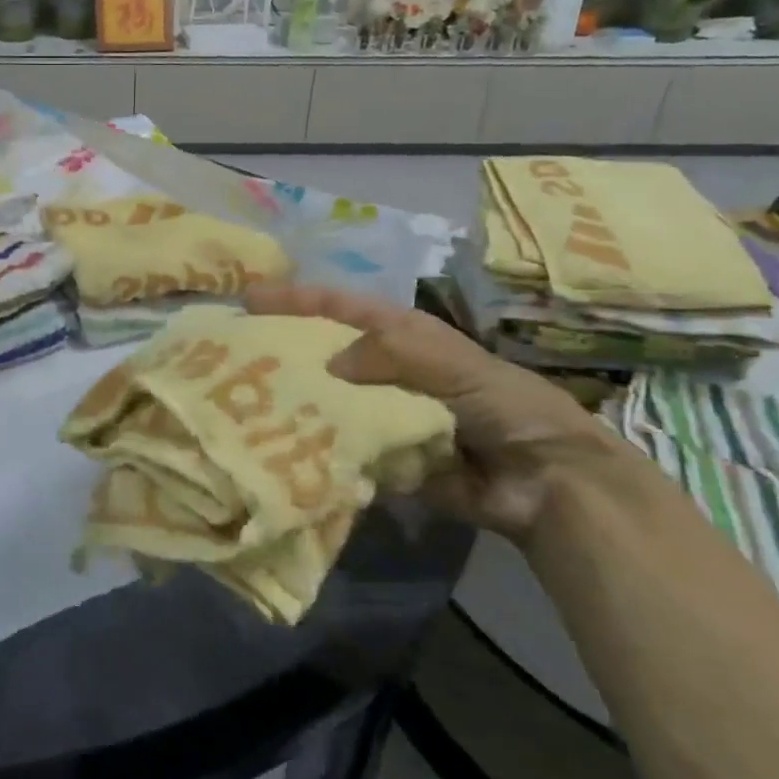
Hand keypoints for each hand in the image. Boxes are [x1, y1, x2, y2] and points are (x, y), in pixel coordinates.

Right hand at [246, 283, 624, 540]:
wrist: (545, 479)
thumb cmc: (501, 403)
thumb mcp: (448, 362)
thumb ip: (388, 353)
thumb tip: (326, 367)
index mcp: (398, 335)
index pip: (336, 308)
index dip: (293, 299)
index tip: (247, 299)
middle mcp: (382, 370)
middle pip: (322, 354)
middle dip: (282, 353)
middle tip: (233, 359)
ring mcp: (379, 415)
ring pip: (325, 403)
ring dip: (294, 405)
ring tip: (244, 408)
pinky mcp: (381, 457)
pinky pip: (341, 449)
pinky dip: (318, 450)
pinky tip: (282, 453)